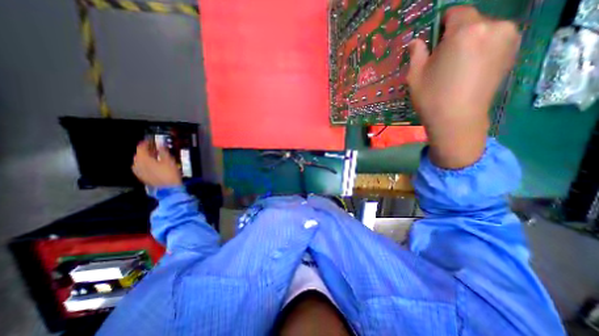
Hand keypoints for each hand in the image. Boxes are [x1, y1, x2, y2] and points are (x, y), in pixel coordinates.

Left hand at [133, 141, 182, 186]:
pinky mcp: (142, 177)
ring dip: (145, 157)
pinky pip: (141, 167)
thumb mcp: (169, 160)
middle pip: (139, 154)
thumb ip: (163, 150)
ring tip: (154, 156)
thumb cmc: (169, 173)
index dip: (146, 142)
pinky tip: (152, 164)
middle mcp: (137, 164)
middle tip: (154, 148)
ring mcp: (139, 172)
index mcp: (143, 159)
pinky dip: (145, 164)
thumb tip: (160, 143)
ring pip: (139, 161)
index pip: (141, 147)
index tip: (151, 140)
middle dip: (145, 150)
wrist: (169, 188)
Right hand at [407, 8, 520, 169]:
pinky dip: (480, 49)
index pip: (454, 12)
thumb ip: (416, 53)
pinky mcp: (512, 53)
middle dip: (454, 35)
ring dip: (468, 42)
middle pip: (470, 21)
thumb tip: (416, 42)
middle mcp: (493, 27)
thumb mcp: (415, 76)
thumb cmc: (432, 97)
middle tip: (441, 58)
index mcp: (465, 31)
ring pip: (482, 31)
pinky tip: (468, 70)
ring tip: (455, 66)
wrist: (456, 120)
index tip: (431, 42)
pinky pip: (493, 41)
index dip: (440, 25)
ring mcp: (507, 39)